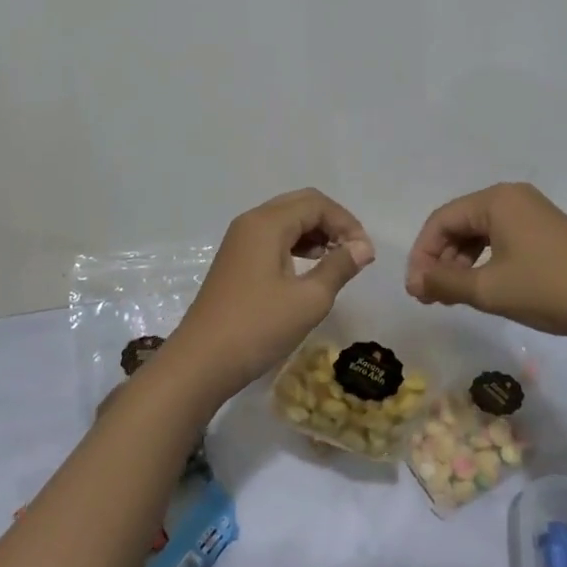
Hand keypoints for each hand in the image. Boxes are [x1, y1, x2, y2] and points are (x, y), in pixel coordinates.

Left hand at [165, 188, 374, 399]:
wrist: (200, 363)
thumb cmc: (257, 328)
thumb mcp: (308, 300)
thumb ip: (339, 267)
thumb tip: (363, 247)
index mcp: (267, 223)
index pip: (316, 204)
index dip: (346, 223)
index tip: (366, 254)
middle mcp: (251, 222)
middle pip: (300, 205)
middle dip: (332, 223)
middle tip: (354, 252)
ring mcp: (239, 241)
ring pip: (286, 221)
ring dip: (315, 234)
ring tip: (337, 261)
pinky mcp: (236, 260)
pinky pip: (273, 238)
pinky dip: (297, 245)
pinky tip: (310, 268)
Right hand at [406, 182, 566, 342]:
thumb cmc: (548, 289)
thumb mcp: (489, 289)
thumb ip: (445, 282)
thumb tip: (415, 280)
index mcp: (495, 200)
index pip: (441, 220)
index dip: (422, 254)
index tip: (415, 289)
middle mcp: (512, 197)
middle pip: (460, 224)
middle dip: (441, 259)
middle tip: (430, 296)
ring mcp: (532, 212)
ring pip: (480, 233)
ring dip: (461, 262)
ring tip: (452, 296)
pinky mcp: (546, 230)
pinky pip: (501, 239)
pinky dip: (484, 261)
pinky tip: (482, 287)